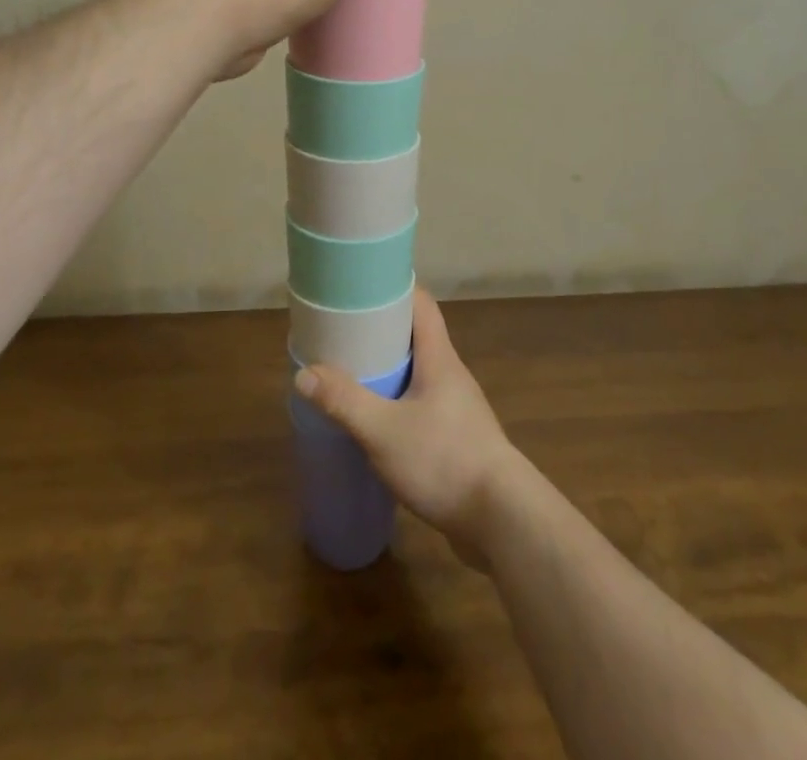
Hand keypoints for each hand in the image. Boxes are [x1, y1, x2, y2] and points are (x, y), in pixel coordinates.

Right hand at [294, 287, 524, 567]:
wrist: (502, 521)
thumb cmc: (444, 460)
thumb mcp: (384, 431)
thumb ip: (344, 402)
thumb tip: (304, 373)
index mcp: (439, 357)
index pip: (421, 304)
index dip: (394, 288)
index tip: (362, 286)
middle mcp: (451, 374)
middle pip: (416, 336)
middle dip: (382, 331)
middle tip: (344, 333)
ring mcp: (457, 407)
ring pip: (419, 373)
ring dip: (390, 370)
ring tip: (353, 374)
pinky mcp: (457, 438)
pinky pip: (422, 405)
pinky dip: (398, 402)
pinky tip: (377, 422)